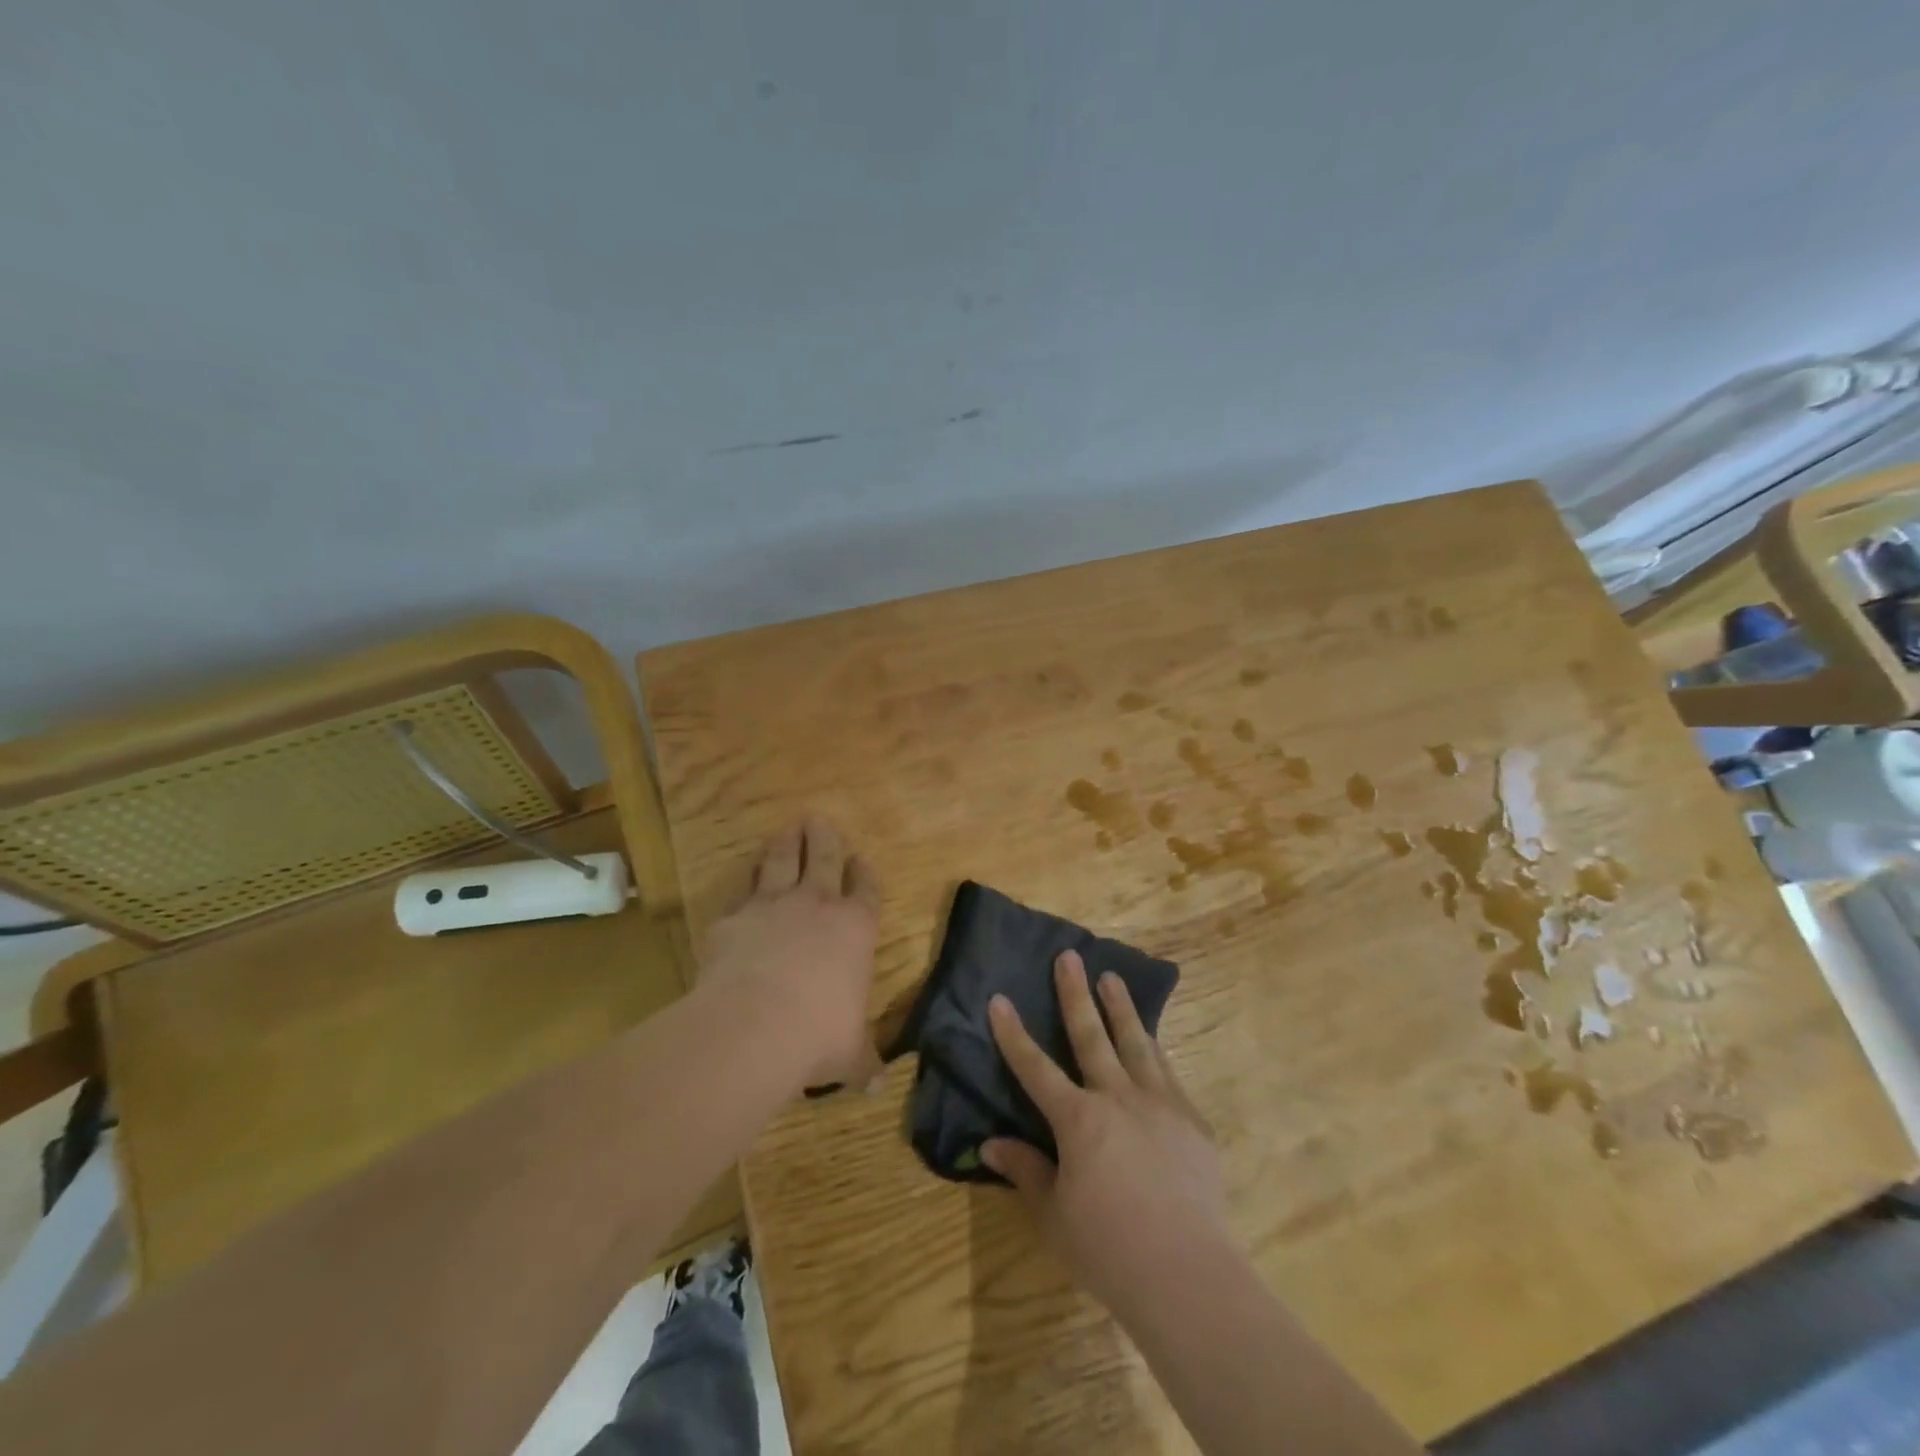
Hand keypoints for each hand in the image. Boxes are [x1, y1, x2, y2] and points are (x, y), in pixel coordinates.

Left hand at [699, 819, 881, 1089]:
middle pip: (823, 858)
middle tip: (819, 821)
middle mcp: (816, 905)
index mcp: (854, 928)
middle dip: (824, 838)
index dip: (864, 872)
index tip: (860, 859)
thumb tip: (878, 1085)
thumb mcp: (850, 1055)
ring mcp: (771, 906)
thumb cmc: (818, 1035)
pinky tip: (742, 878)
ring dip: (785, 844)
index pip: (865, 889)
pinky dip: (744, 881)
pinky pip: (741, 891)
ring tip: (786, 831)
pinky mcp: (733, 918)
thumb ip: (864, 1062)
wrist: (754, 1025)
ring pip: (780, 861)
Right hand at [983, 951, 1233, 1317]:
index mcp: (1078, 1119)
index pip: (1035, 1067)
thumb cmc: (1109, 1248)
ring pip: (1136, 1043)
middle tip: (1069, 956)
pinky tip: (1152, 1041)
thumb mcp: (1054, 1216)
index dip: (1013, 1033)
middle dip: (1075, 994)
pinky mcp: (1192, 1122)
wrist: (1188, 1274)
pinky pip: (1168, 1074)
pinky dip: (1154, 1051)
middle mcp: (1117, 1098)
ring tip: (1112, 978)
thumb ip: (1026, 1171)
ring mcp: (1160, 1105)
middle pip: (1091, 1035)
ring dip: (1120, 1008)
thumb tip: (990, 1143)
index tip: (999, 998)